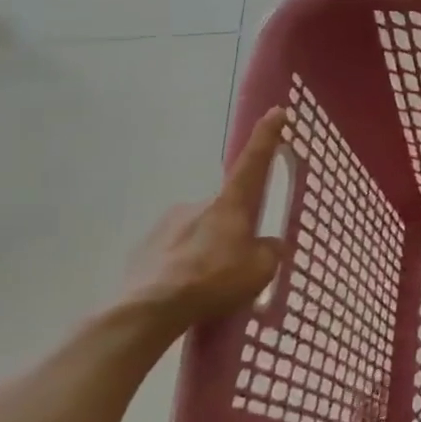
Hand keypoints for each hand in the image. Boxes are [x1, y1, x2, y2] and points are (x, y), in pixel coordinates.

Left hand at [122, 107, 290, 331]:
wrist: (148, 310)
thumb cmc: (213, 281)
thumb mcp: (259, 271)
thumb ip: (270, 252)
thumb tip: (270, 245)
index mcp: (230, 204)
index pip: (254, 161)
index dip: (267, 136)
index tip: (277, 111)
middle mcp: (197, 204)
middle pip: (225, 210)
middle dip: (232, 231)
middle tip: (237, 264)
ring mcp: (167, 224)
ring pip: (198, 231)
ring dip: (206, 250)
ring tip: (208, 286)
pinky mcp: (144, 247)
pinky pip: (174, 251)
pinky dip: (183, 265)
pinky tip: (184, 292)